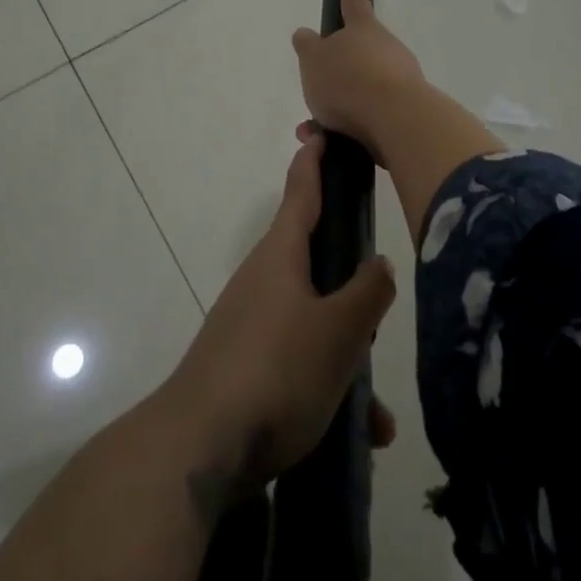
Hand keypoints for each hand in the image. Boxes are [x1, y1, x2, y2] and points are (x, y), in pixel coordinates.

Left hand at [163, 132, 396, 504]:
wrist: (200, 448)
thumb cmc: (276, 372)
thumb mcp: (339, 331)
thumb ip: (367, 293)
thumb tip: (378, 263)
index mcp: (281, 256)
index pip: (301, 192)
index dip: (314, 161)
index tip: (320, 132)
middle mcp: (263, 282)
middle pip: (316, 263)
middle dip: (352, 286)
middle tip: (380, 304)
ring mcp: (252, 325)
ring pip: (315, 325)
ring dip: (349, 359)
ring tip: (377, 412)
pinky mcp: (247, 367)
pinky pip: (299, 364)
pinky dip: (328, 389)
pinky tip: (357, 435)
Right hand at [290, 0, 425, 163]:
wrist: (395, 121)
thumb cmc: (348, 80)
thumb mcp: (314, 60)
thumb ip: (308, 47)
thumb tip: (304, 34)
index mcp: (364, 29)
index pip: (354, 2)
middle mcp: (387, 49)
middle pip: (360, 53)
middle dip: (338, 71)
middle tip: (316, 89)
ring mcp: (401, 80)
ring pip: (362, 89)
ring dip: (338, 106)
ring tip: (313, 129)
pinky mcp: (406, 111)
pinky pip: (370, 115)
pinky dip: (350, 126)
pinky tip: (331, 144)